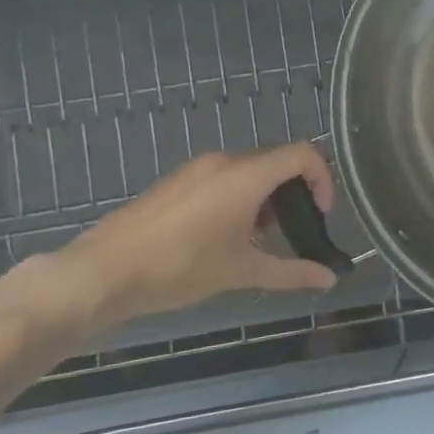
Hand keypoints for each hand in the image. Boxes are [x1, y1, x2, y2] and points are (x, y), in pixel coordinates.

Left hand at [60, 143, 338, 329]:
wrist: (103, 272)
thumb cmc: (181, 267)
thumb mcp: (242, 271)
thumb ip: (291, 272)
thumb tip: (329, 279)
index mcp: (247, 175)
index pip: (303, 154)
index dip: (323, 179)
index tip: (320, 214)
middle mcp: (224, 161)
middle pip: (277, 161)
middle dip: (295, 192)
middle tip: (294, 229)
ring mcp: (197, 169)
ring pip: (249, 170)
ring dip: (266, 197)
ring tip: (258, 239)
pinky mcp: (177, 182)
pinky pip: (223, 178)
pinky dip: (239, 197)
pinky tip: (224, 237)